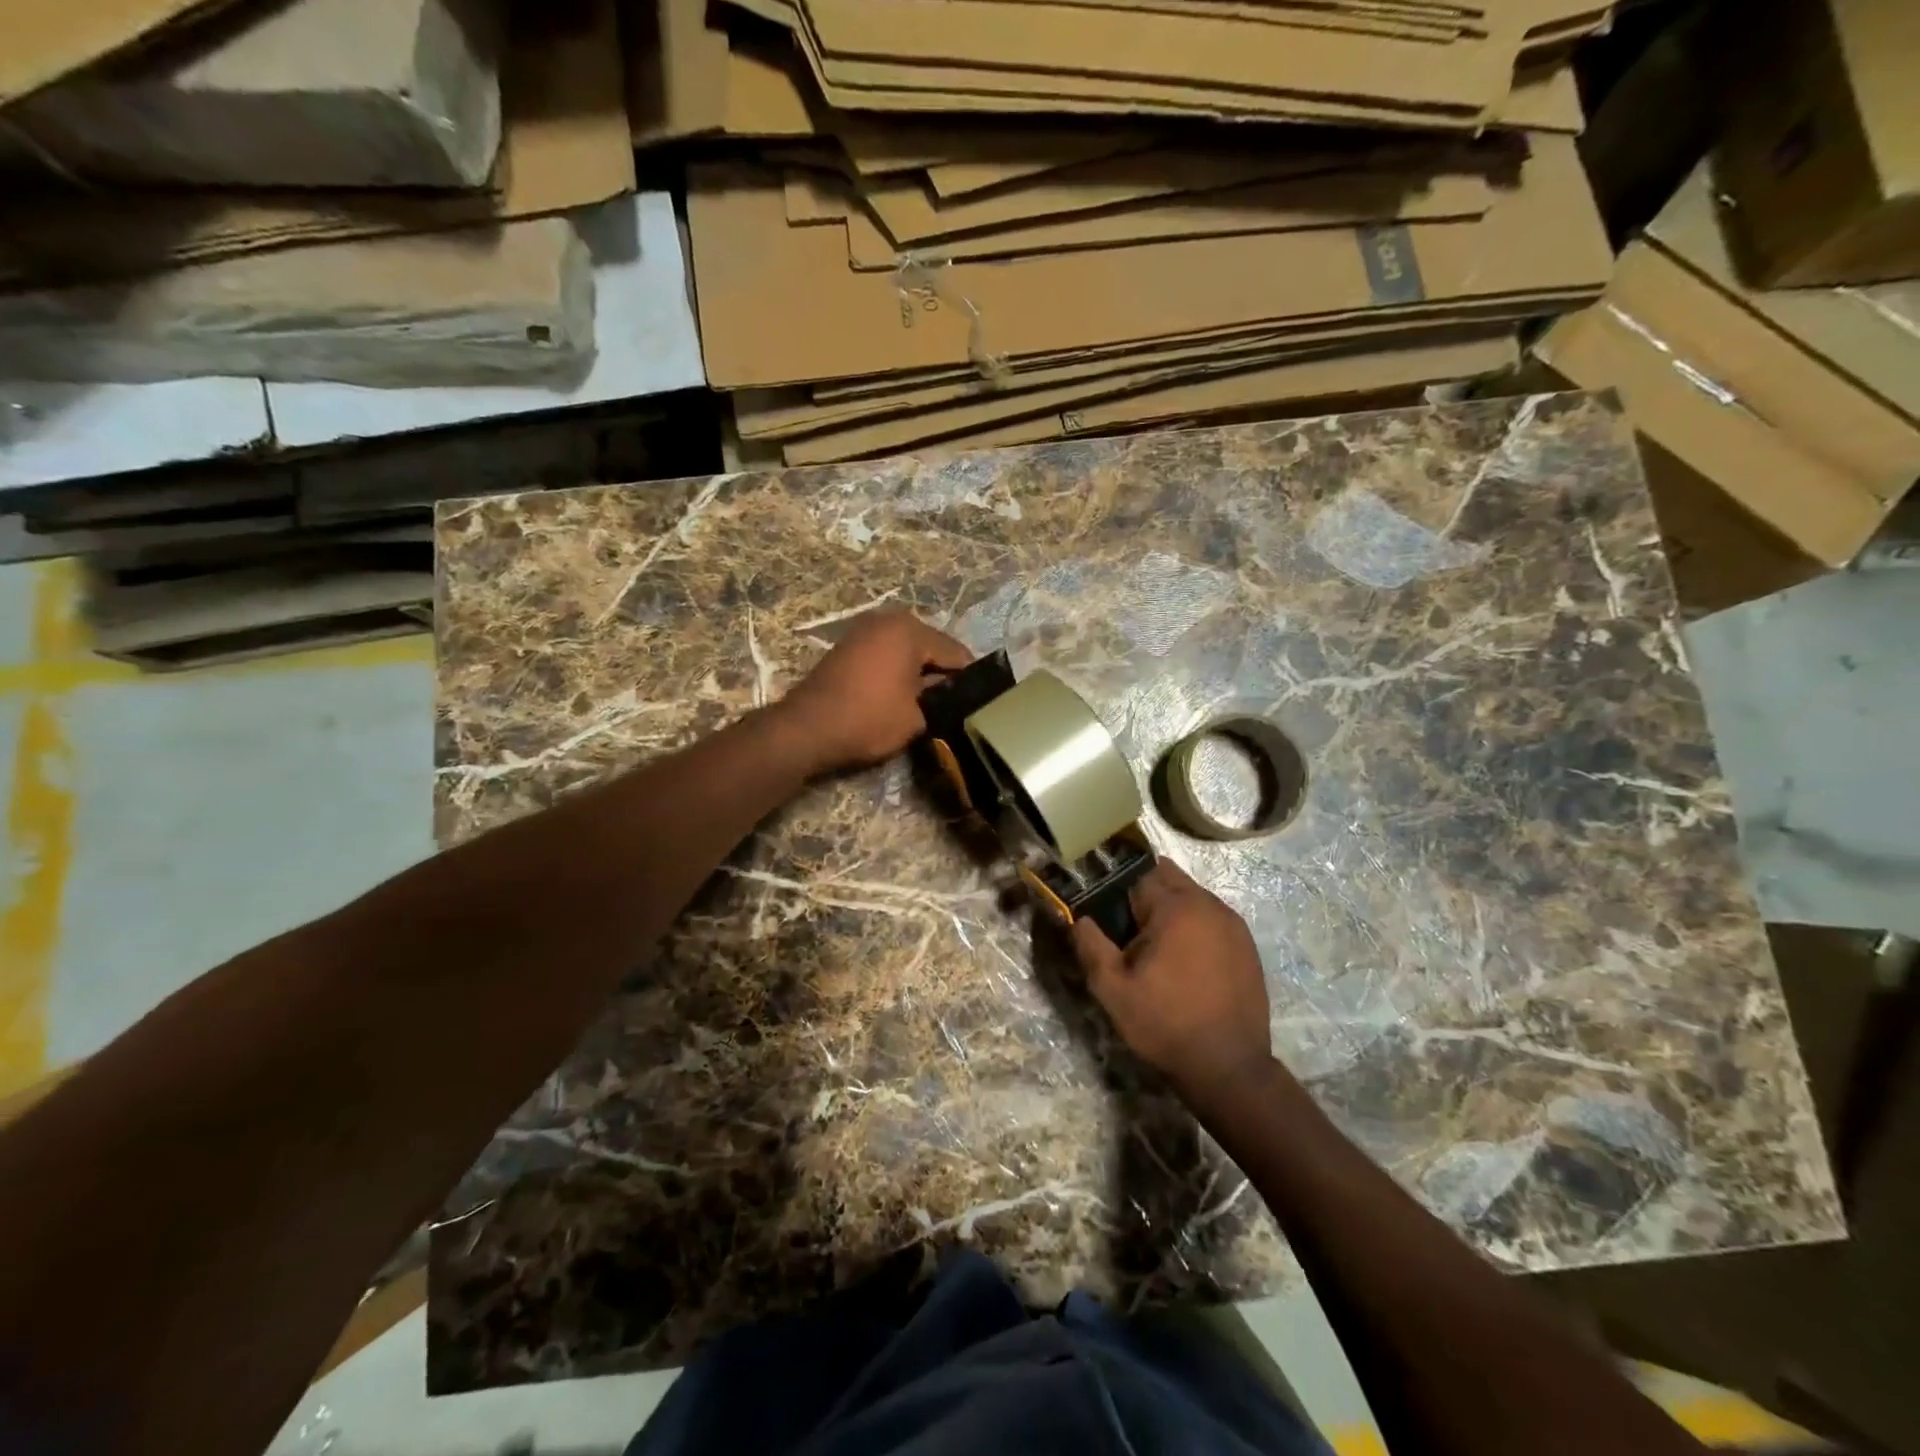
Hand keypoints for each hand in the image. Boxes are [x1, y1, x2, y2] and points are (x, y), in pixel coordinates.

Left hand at [778, 609, 971, 773]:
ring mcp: (864, 631)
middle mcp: (888, 620)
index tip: (981, 702)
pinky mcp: (848, 647)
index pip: (956, 653)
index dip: (971, 680)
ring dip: (919, 674)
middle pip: (931, 648)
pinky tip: (903, 696)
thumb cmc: (869, 718)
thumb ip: (941, 698)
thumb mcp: (918, 714)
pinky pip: (886, 656)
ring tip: (930, 704)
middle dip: (943, 674)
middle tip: (955, 705)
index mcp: (910, 630)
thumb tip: (951, 692)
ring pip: (907, 652)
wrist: (808, 729)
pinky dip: (897, 672)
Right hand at [1071, 861, 1273, 1102]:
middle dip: (1144, 893)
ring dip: (1170, 909)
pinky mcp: (1247, 944)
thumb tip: (1079, 917)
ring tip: (1156, 949)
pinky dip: (1194, 927)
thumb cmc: (1165, 1024)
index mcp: (1175, 907)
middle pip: (1167, 877)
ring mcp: (1233, 923)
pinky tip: (1185, 962)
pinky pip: (1211, 918)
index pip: (1136, 874)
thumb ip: (1090, 944)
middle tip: (1128, 931)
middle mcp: (1208, 904)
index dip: (1116, 892)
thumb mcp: (1112, 989)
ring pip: (1191, 896)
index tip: (1107, 916)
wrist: (1229, 1067)